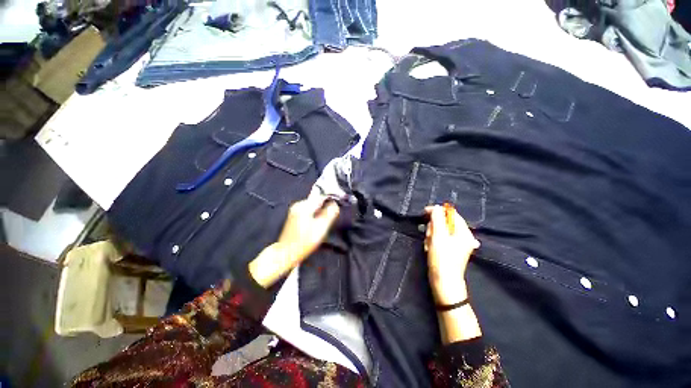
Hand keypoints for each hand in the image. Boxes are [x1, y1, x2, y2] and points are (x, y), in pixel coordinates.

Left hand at [249, 189, 339, 287]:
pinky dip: (314, 215)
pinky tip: (315, 225)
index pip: (322, 196)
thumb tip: (335, 204)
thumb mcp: (321, 228)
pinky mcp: (294, 215)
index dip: (331, 200)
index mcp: (305, 206)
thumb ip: (330, 213)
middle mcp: (299, 205)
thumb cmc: (304, 242)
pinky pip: (308, 211)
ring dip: (320, 212)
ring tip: (322, 223)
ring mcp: (295, 210)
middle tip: (330, 218)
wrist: (286, 253)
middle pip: (317, 200)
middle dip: (325, 207)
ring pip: (313, 206)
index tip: (337, 207)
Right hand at [425, 205, 479, 304]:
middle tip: (429, 236)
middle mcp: (462, 237)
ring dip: (431, 235)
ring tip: (429, 244)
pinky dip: (433, 241)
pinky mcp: (449, 250)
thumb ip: (437, 219)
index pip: (451, 214)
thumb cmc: (442, 258)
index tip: (424, 212)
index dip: (438, 211)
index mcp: (464, 232)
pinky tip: (430, 248)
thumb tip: (437, 207)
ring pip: (440, 231)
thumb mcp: (438, 236)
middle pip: (444, 222)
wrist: (443, 281)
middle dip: (433, 227)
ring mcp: (456, 244)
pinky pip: (439, 239)